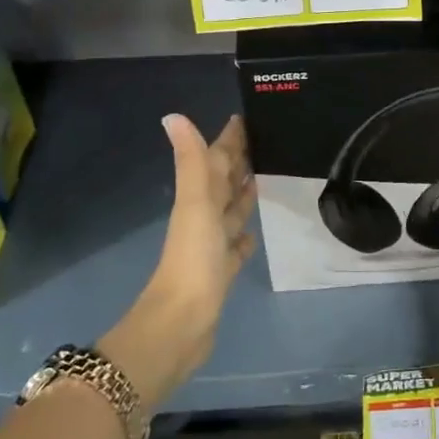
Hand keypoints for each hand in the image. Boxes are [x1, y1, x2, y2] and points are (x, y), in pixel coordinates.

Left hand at [101, 114, 255, 405]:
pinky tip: (254, 233)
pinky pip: (236, 246)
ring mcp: (213, 246)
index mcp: (199, 199)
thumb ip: (192, 161)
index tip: (247, 117)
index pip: (216, 159)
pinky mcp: (222, 272)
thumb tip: (173, 115)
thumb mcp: (195, 204)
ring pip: (231, 211)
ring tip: (265, 177)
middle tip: (266, 141)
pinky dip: (245, 236)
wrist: (181, 323)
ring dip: (244, 195)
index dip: (229, 139)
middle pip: (224, 182)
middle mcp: (204, 217)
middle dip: (240, 162)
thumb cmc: (192, 259)